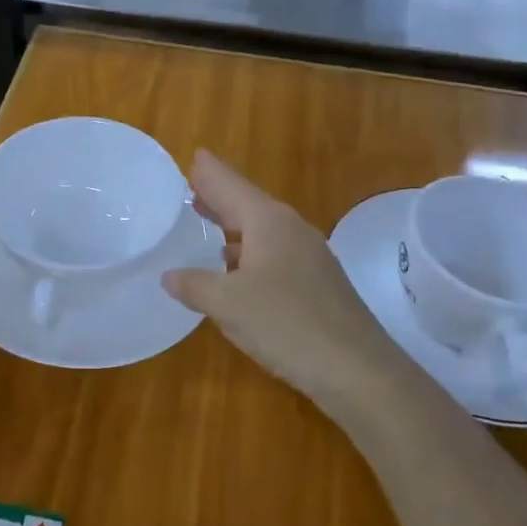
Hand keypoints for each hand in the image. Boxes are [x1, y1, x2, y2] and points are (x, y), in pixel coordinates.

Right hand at [163, 151, 410, 422]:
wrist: (357, 369)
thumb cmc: (286, 324)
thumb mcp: (228, 304)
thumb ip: (195, 285)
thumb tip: (169, 275)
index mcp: (268, 221)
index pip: (230, 184)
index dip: (209, 172)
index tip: (192, 156)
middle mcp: (290, 229)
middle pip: (247, 203)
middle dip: (218, 195)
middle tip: (189, 186)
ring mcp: (308, 255)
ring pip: (261, 230)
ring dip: (232, 224)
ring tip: (205, 222)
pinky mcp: (316, 282)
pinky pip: (272, 253)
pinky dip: (248, 251)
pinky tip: (234, 268)